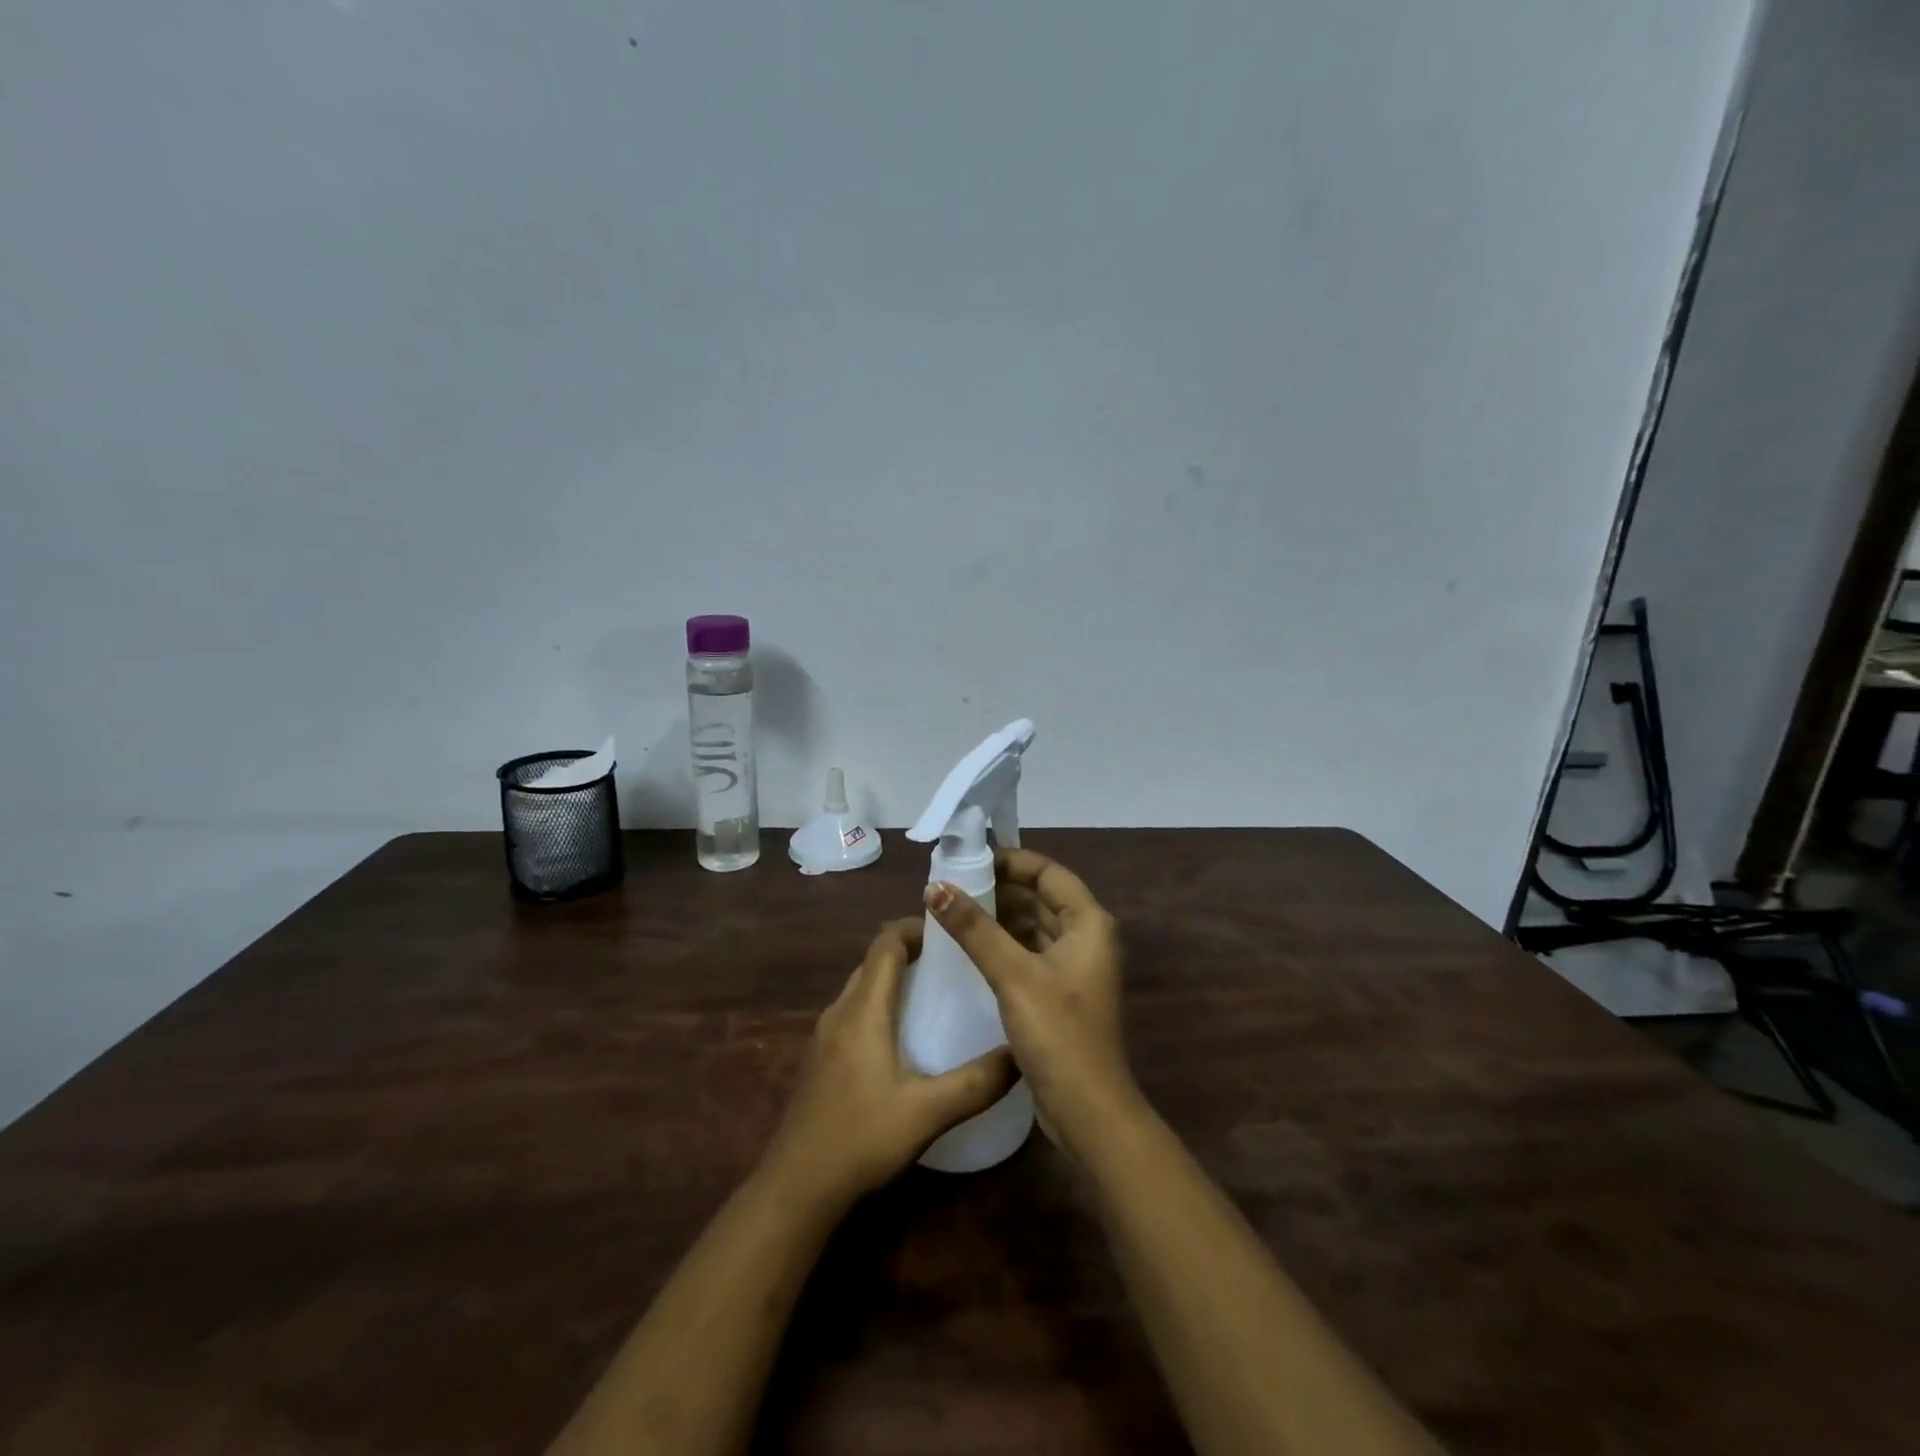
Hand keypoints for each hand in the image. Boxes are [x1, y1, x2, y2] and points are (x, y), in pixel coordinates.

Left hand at [763, 920, 1017, 1206]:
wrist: (796, 1188)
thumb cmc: (861, 1139)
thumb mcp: (928, 1112)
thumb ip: (977, 1082)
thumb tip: (1022, 1052)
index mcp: (863, 1009)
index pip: (886, 942)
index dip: (917, 927)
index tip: (952, 933)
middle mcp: (840, 1011)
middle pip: (874, 961)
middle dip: (912, 951)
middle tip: (955, 964)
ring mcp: (825, 1035)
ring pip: (863, 987)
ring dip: (896, 979)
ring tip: (937, 995)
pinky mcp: (821, 1058)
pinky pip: (854, 1012)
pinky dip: (881, 1005)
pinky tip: (906, 1038)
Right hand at [924, 849, 1136, 1156]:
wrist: (1088, 1111)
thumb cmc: (1058, 1034)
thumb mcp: (1013, 975)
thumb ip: (974, 929)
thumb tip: (935, 887)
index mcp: (1088, 922)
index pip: (1048, 872)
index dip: (1011, 862)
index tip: (969, 862)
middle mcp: (1087, 938)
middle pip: (1040, 898)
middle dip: (999, 890)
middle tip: (952, 888)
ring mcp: (1075, 968)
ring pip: (1033, 927)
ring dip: (999, 919)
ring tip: (954, 914)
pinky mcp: (1061, 994)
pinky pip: (1030, 954)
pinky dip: (1004, 946)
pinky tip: (970, 949)